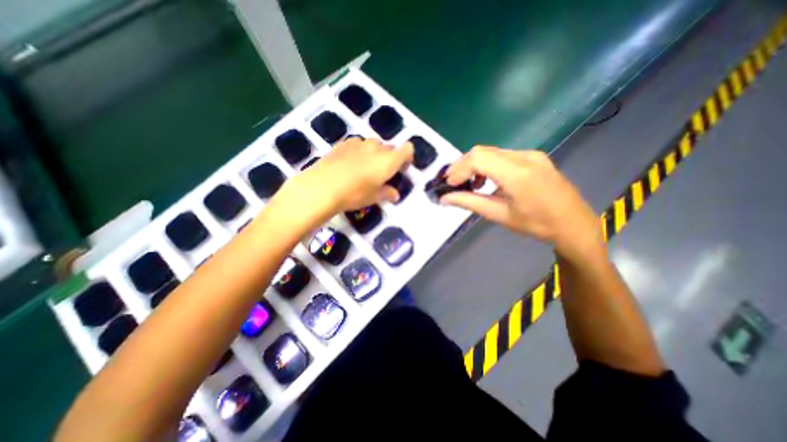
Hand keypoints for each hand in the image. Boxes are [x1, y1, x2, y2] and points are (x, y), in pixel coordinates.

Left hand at [265, 137, 412, 229]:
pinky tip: (349, 164)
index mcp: (388, 161)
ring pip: (373, 144)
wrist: (322, 187)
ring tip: (364, 168)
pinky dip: (358, 151)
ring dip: (374, 153)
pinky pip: (357, 144)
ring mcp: (359, 143)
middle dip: (389, 157)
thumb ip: (387, 193)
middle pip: (389, 147)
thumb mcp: (373, 198)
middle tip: (382, 173)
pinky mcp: (343, 143)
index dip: (407, 157)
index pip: (407, 149)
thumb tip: (395, 194)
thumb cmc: (353, 194)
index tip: (402, 168)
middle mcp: (376, 147)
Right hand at [441, 147, 604, 260]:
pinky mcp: (534, 157)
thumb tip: (445, 198)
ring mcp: (531, 154)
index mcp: (518, 174)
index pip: (478, 159)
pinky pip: (503, 155)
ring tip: (468, 184)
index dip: (458, 169)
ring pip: (491, 151)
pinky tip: (487, 180)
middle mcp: (524, 157)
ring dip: (474, 165)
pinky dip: (488, 165)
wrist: (574, 224)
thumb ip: (470, 203)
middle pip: (482, 151)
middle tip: (452, 183)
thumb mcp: (500, 215)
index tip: (448, 184)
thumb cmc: (537, 225)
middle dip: (462, 165)